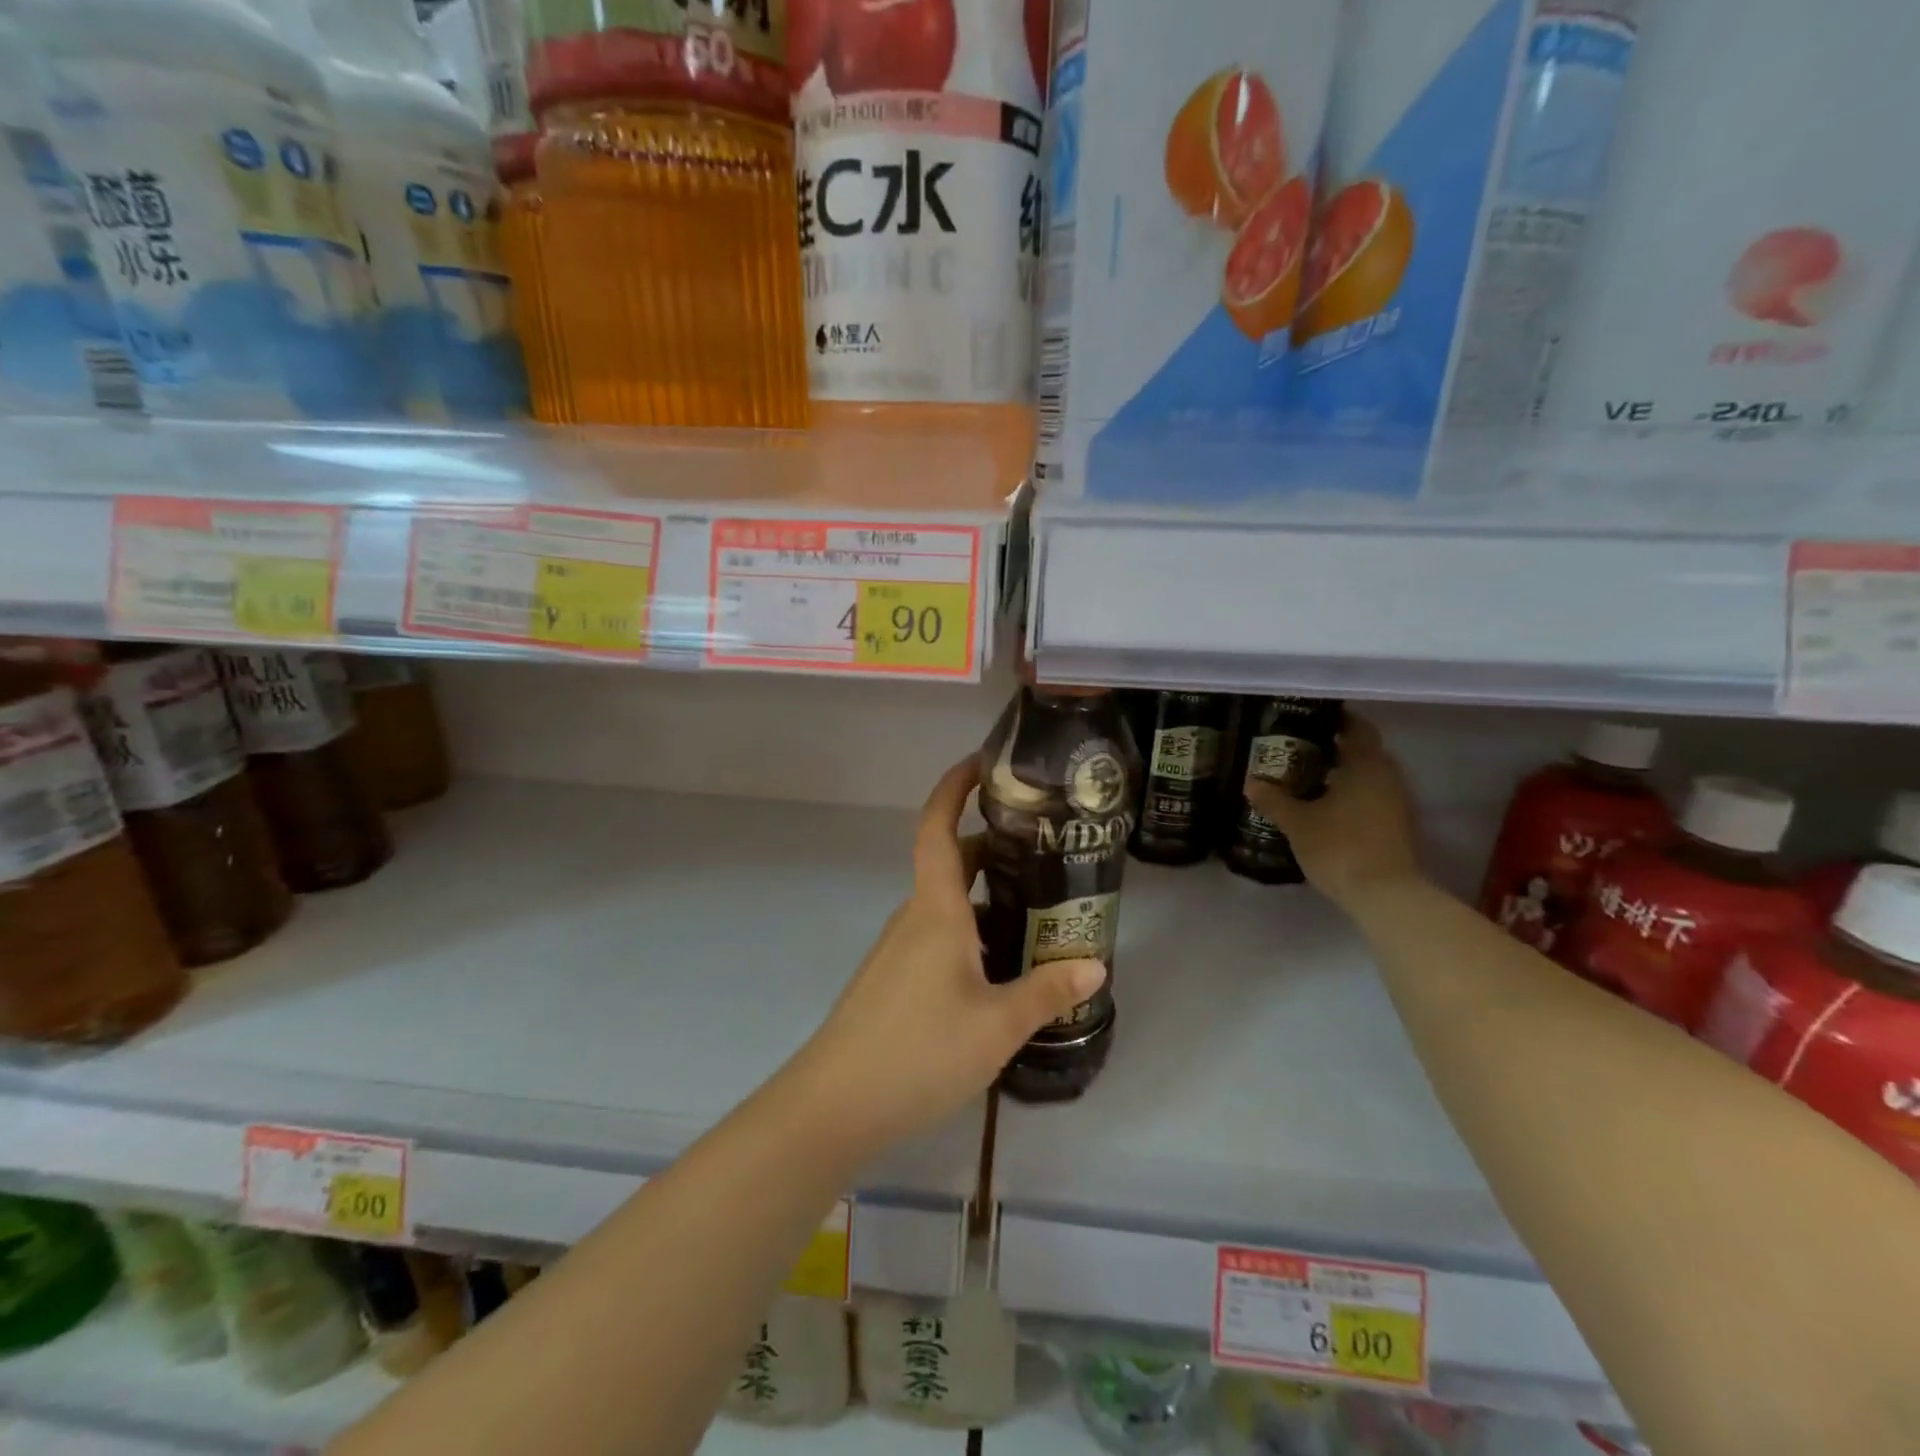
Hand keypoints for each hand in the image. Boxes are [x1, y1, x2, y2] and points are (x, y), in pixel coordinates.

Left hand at [784, 757, 1105, 1157]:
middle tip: (1044, 851)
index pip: (938, 828)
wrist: (834, 1105)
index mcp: (935, 910)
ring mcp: (898, 950)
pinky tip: (1001, 967)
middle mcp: (914, 918)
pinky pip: (937, 937)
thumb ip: (1046, 992)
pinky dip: (970, 932)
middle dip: (992, 849)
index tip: (982, 763)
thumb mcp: (996, 1025)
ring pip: (946, 905)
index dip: (954, 788)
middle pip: (951, 865)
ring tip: (1037, 909)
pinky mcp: (893, 980)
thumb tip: (1095, 963)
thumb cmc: (917, 1051)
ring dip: (985, 897)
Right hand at [1245, 713, 1422, 913]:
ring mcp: (1397, 803)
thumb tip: (1251, 782)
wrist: (1386, 895)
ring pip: (1369, 777)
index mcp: (1366, 765)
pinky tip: (1326, 809)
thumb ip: (1274, 799)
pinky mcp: (1398, 827)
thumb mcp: (1297, 823)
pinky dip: (1352, 797)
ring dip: (1344, 775)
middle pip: (1364, 752)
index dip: (1338, 720)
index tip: (1311, 720)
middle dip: (1335, 749)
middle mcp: (1388, 777)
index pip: (1358, 728)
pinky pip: (1373, 799)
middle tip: (1301, 750)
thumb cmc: (1339, 847)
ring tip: (1308, 781)